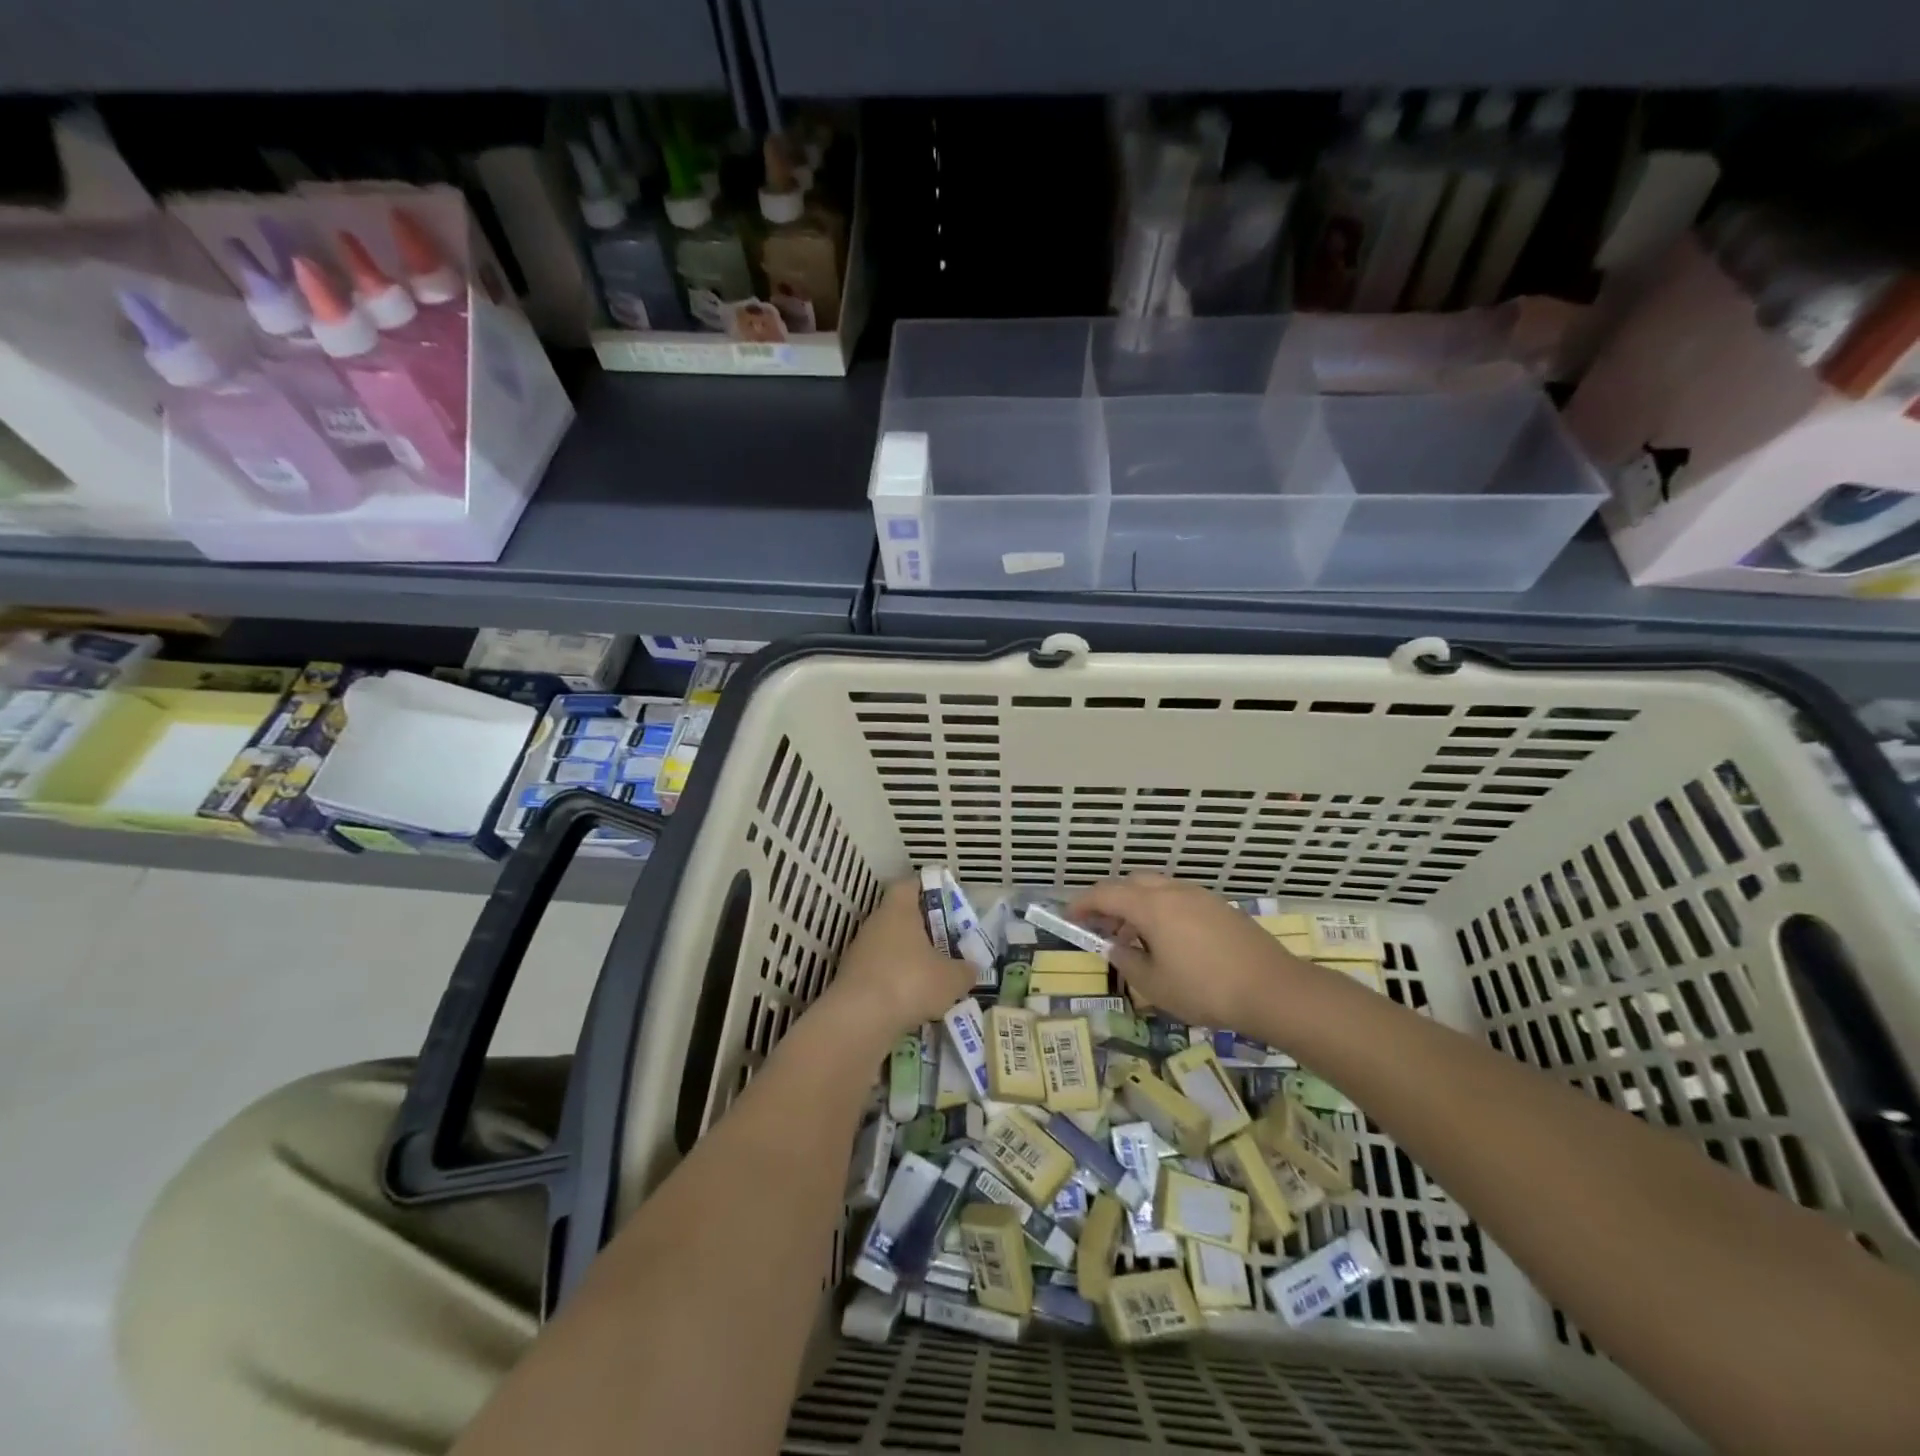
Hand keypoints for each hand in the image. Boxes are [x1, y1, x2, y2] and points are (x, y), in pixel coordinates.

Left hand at [819, 878, 974, 1047]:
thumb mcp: (952, 979)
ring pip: (890, 946)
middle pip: (900, 916)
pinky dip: (896, 981)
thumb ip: (965, 970)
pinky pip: (880, 971)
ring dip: (909, 958)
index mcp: (898, 910)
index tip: (944, 901)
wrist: (858, 1021)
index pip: (909, 885)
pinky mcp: (852, 978)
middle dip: (923, 929)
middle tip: (946, 943)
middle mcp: (875, 923)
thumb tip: (970, 968)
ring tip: (933, 977)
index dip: (927, 888)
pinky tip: (912, 1000)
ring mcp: (860, 951)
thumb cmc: (910, 983)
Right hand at [1070, 874, 1313, 1035]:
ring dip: (1137, 906)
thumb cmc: (1205, 989)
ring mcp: (1200, 896)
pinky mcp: (1220, 907)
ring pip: (1157, 889)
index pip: (1105, 894)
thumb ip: (1127, 962)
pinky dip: (1161, 911)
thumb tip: (1116, 948)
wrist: (1274, 989)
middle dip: (1110, 901)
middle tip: (1101, 928)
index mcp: (1151, 905)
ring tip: (1134, 939)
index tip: (1069, 918)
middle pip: (1131, 884)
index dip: (1082, 904)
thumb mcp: (1155, 985)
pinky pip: (1178, 899)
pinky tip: (1168, 942)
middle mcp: (1173, 891)